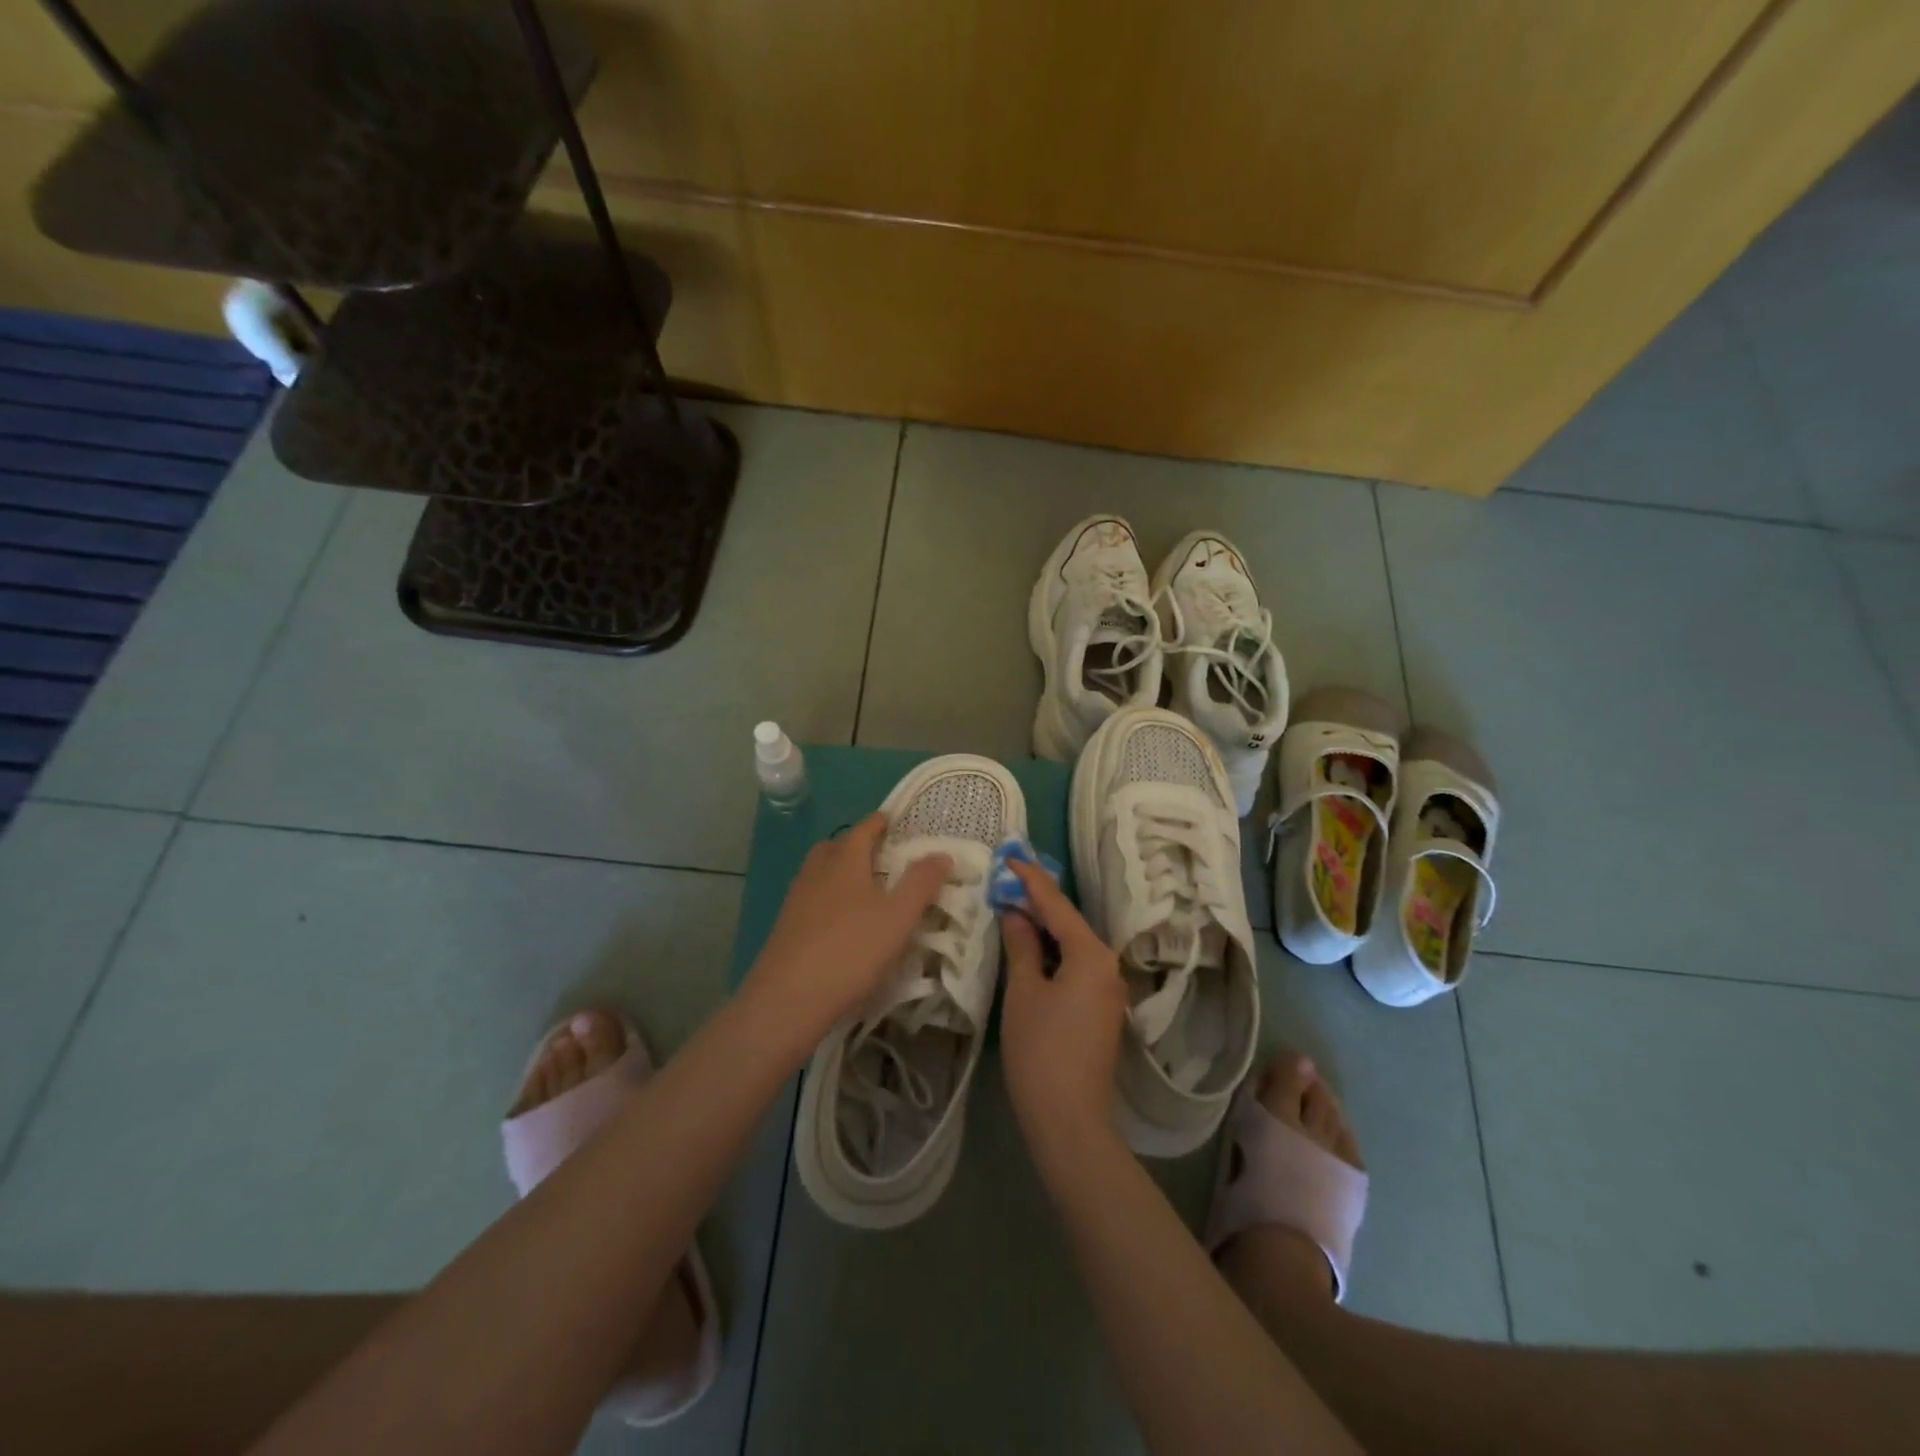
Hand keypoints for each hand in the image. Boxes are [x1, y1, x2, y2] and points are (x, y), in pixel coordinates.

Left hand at [744, 813, 951, 1039]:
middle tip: (883, 857)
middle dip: (858, 845)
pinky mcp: (786, 927)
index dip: (881, 822)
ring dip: (841, 873)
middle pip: (836, 846)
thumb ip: (922, 883)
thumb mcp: (898, 917)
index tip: (898, 822)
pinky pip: (811, 899)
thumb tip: (942, 853)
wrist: (788, 1000)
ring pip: (820, 873)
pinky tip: (842, 925)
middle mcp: (817, 871)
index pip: (864, 828)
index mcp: (845, 860)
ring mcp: (796, 899)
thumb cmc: (851, 950)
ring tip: (866, 892)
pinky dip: (829, 900)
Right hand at [999, 858, 1129, 1165]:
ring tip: (1013, 907)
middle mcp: (1108, 965)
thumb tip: (1015, 912)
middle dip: (1039, 901)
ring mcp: (1109, 989)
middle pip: (1070, 922)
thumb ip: (1021, 945)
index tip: (1010, 857)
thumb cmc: (1041, 1051)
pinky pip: (1077, 965)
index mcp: (1092, 954)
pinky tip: (1031, 948)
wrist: (1070, 1121)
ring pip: (1073, 944)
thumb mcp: (1024, 991)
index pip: (1058, 905)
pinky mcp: (1102, 1009)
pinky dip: (1054, 951)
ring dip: (1045, 927)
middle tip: (1006, 881)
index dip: (1031, 880)